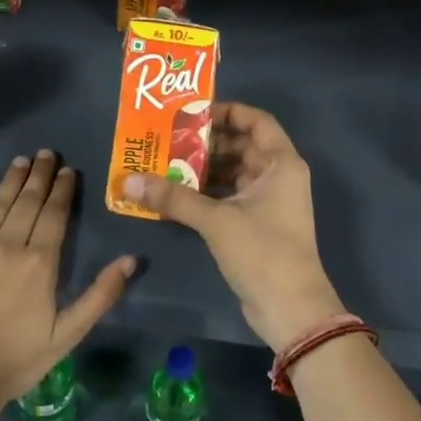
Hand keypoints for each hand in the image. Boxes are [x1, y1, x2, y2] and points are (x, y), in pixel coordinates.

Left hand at [0, 150, 136, 405]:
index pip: (54, 213)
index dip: (63, 189)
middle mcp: (7, 245)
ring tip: (22, 161)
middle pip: (27, 200)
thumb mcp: (69, 334)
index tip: (68, 169)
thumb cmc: (18, 359)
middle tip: (46, 153)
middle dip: (39, 174)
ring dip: (11, 179)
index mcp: (40, 262)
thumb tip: (131, 259)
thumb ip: (101, 294)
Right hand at [122, 103, 345, 349]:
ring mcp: (269, 203)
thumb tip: (129, 181)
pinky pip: (230, 198)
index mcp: (281, 163)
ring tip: (164, 165)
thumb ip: (173, 198)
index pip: (256, 121)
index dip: (227, 111)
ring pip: (233, 174)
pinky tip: (176, 196)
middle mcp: (279, 177)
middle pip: (241, 146)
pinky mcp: (258, 226)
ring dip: (203, 170)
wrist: (291, 309)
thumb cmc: (262, 252)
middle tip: (167, 140)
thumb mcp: (216, 220)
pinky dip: (207, 194)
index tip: (192, 113)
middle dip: (206, 143)